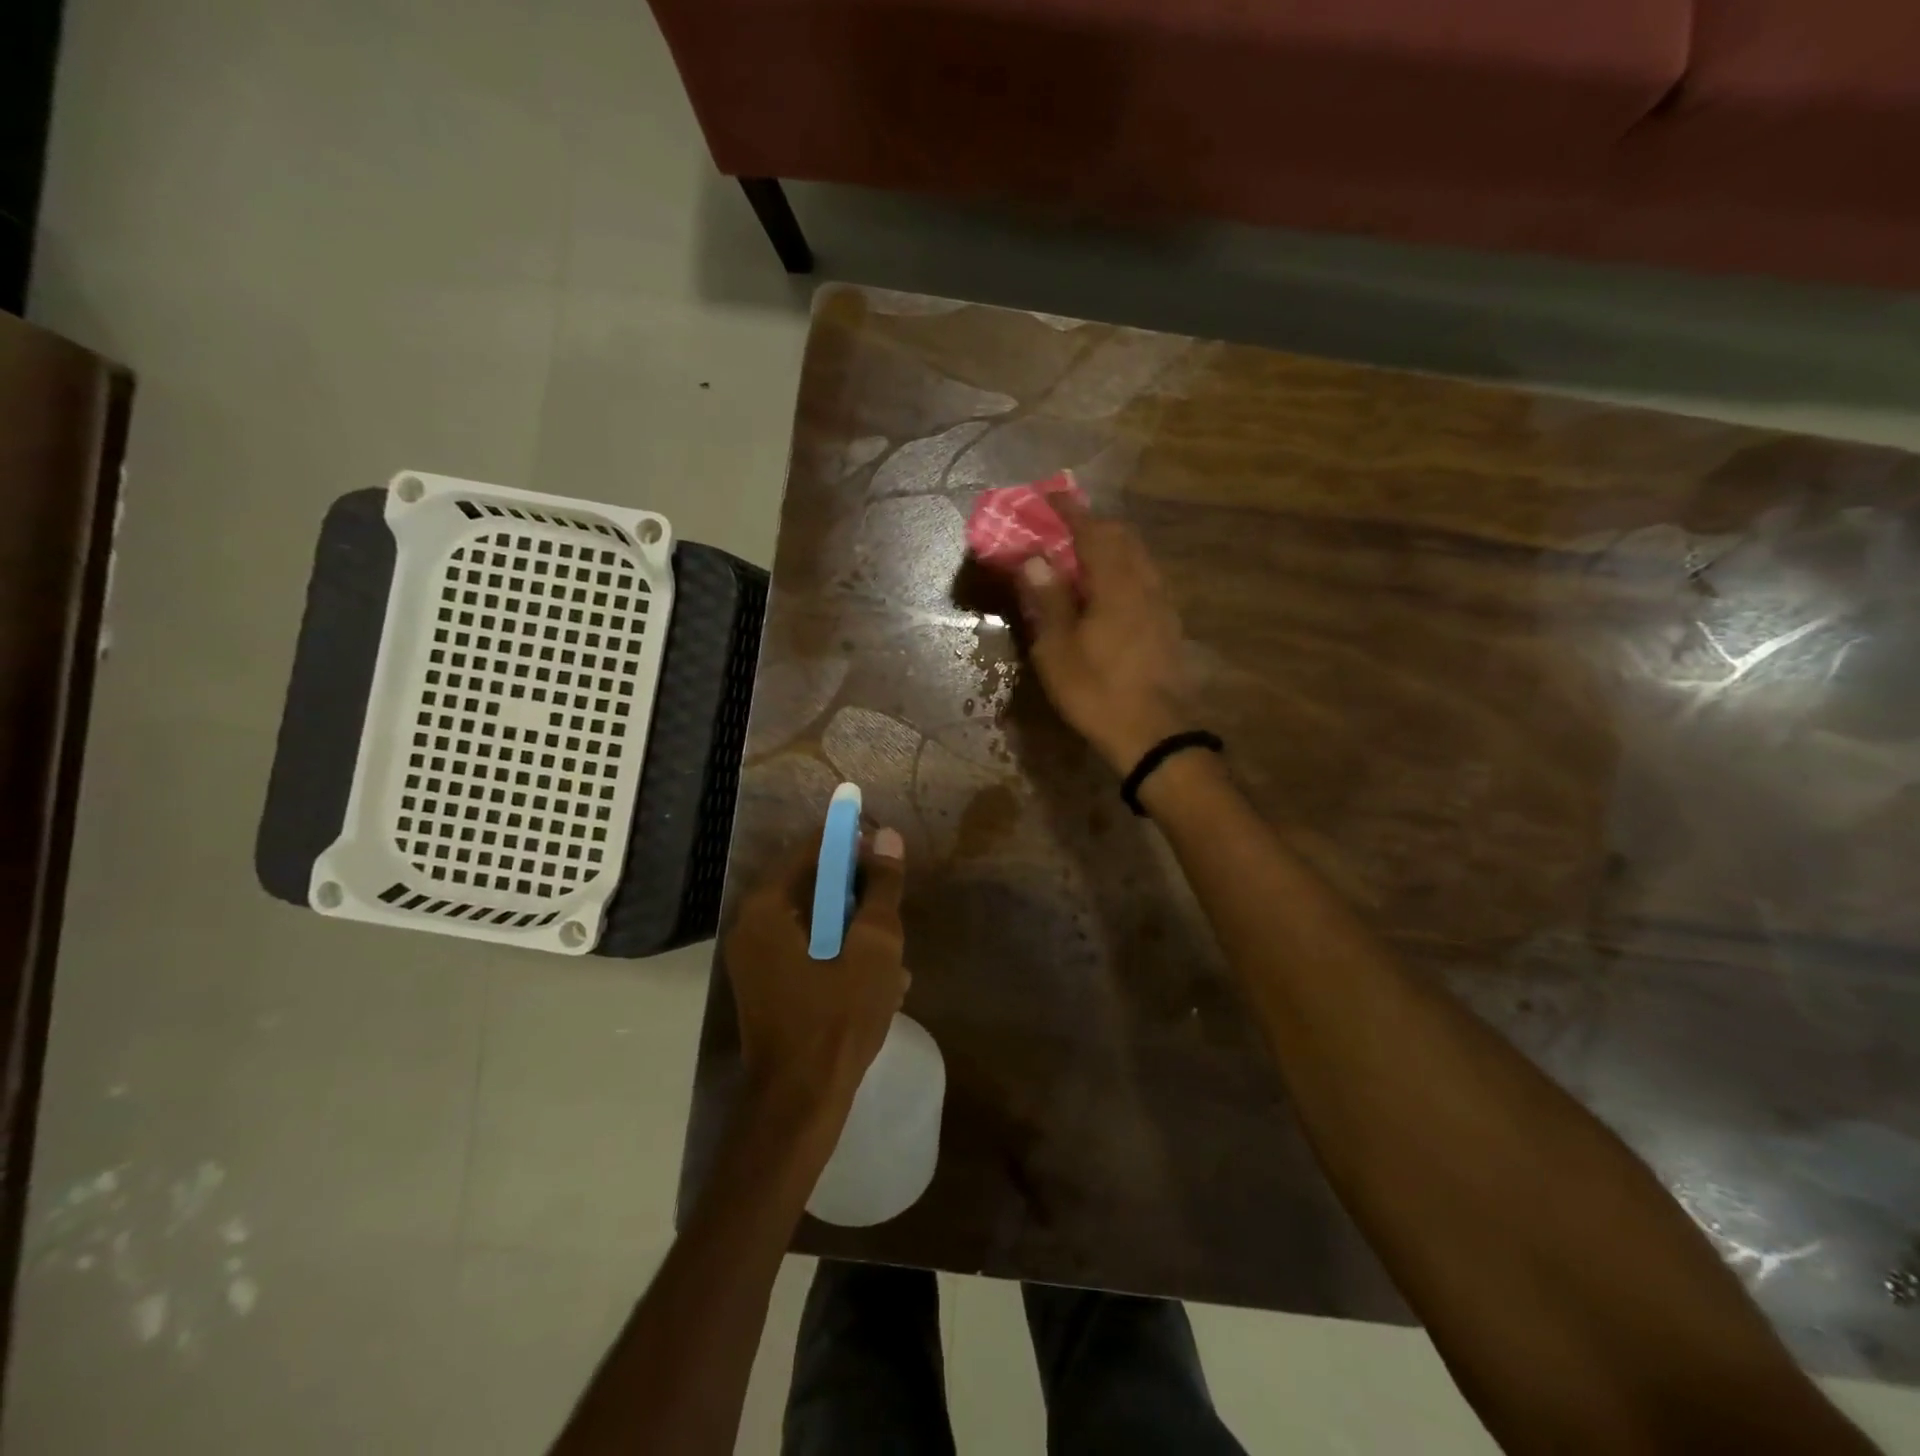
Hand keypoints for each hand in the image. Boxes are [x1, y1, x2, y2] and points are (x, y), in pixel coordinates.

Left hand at [722, 829, 910, 1138]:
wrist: (800, 1102)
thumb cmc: (838, 1018)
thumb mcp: (874, 947)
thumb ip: (882, 889)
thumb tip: (887, 836)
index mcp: (768, 907)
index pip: (812, 849)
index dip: (853, 844)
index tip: (887, 855)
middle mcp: (752, 926)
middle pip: (813, 886)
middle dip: (859, 896)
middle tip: (894, 912)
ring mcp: (755, 960)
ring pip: (815, 923)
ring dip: (856, 932)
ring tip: (895, 957)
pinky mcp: (767, 987)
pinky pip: (808, 952)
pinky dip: (840, 957)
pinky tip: (880, 983)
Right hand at [1016, 499, 1193, 773]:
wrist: (1154, 734)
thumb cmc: (1097, 691)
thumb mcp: (1058, 649)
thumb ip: (1048, 599)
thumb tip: (1033, 559)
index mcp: (1116, 583)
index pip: (1093, 530)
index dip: (1070, 510)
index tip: (1049, 495)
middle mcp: (1145, 583)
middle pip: (1122, 537)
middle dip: (1092, 525)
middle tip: (1062, 528)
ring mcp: (1162, 604)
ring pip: (1137, 558)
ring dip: (1110, 548)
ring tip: (1082, 557)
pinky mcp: (1168, 625)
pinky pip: (1144, 580)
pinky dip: (1122, 571)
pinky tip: (1107, 592)